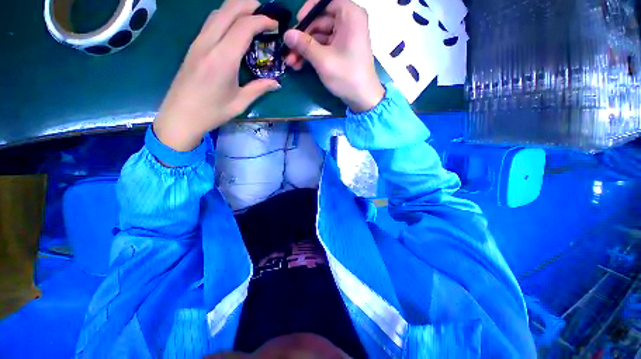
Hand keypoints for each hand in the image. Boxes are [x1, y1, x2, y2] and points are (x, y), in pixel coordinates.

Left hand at [154, 0, 280, 151]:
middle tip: (265, 11)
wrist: (180, 116)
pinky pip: (210, 22)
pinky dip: (225, 17)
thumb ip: (259, 89)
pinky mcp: (193, 47)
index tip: (274, 24)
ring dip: (235, 8)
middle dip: (248, 4)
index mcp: (223, 58)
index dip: (261, 20)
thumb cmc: (212, 112)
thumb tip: (276, 83)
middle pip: (228, 10)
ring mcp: (198, 43)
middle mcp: (209, 44)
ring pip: (217, 13)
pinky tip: (233, 26)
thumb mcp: (240, 102)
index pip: (243, 26)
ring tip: (251, 14)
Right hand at [284, 0, 383, 112]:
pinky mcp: (342, 50)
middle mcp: (348, 21)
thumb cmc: (346, 76)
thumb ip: (304, 45)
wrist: (362, 98)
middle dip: (302, 38)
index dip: (308, 11)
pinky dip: (313, 55)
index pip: (325, 2)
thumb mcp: (323, 60)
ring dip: (304, 49)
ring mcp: (345, 37)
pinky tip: (300, 64)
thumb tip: (286, 34)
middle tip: (288, 51)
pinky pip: (324, 46)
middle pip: (320, 21)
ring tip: (291, 62)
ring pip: (320, 36)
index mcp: (349, 15)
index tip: (296, 25)